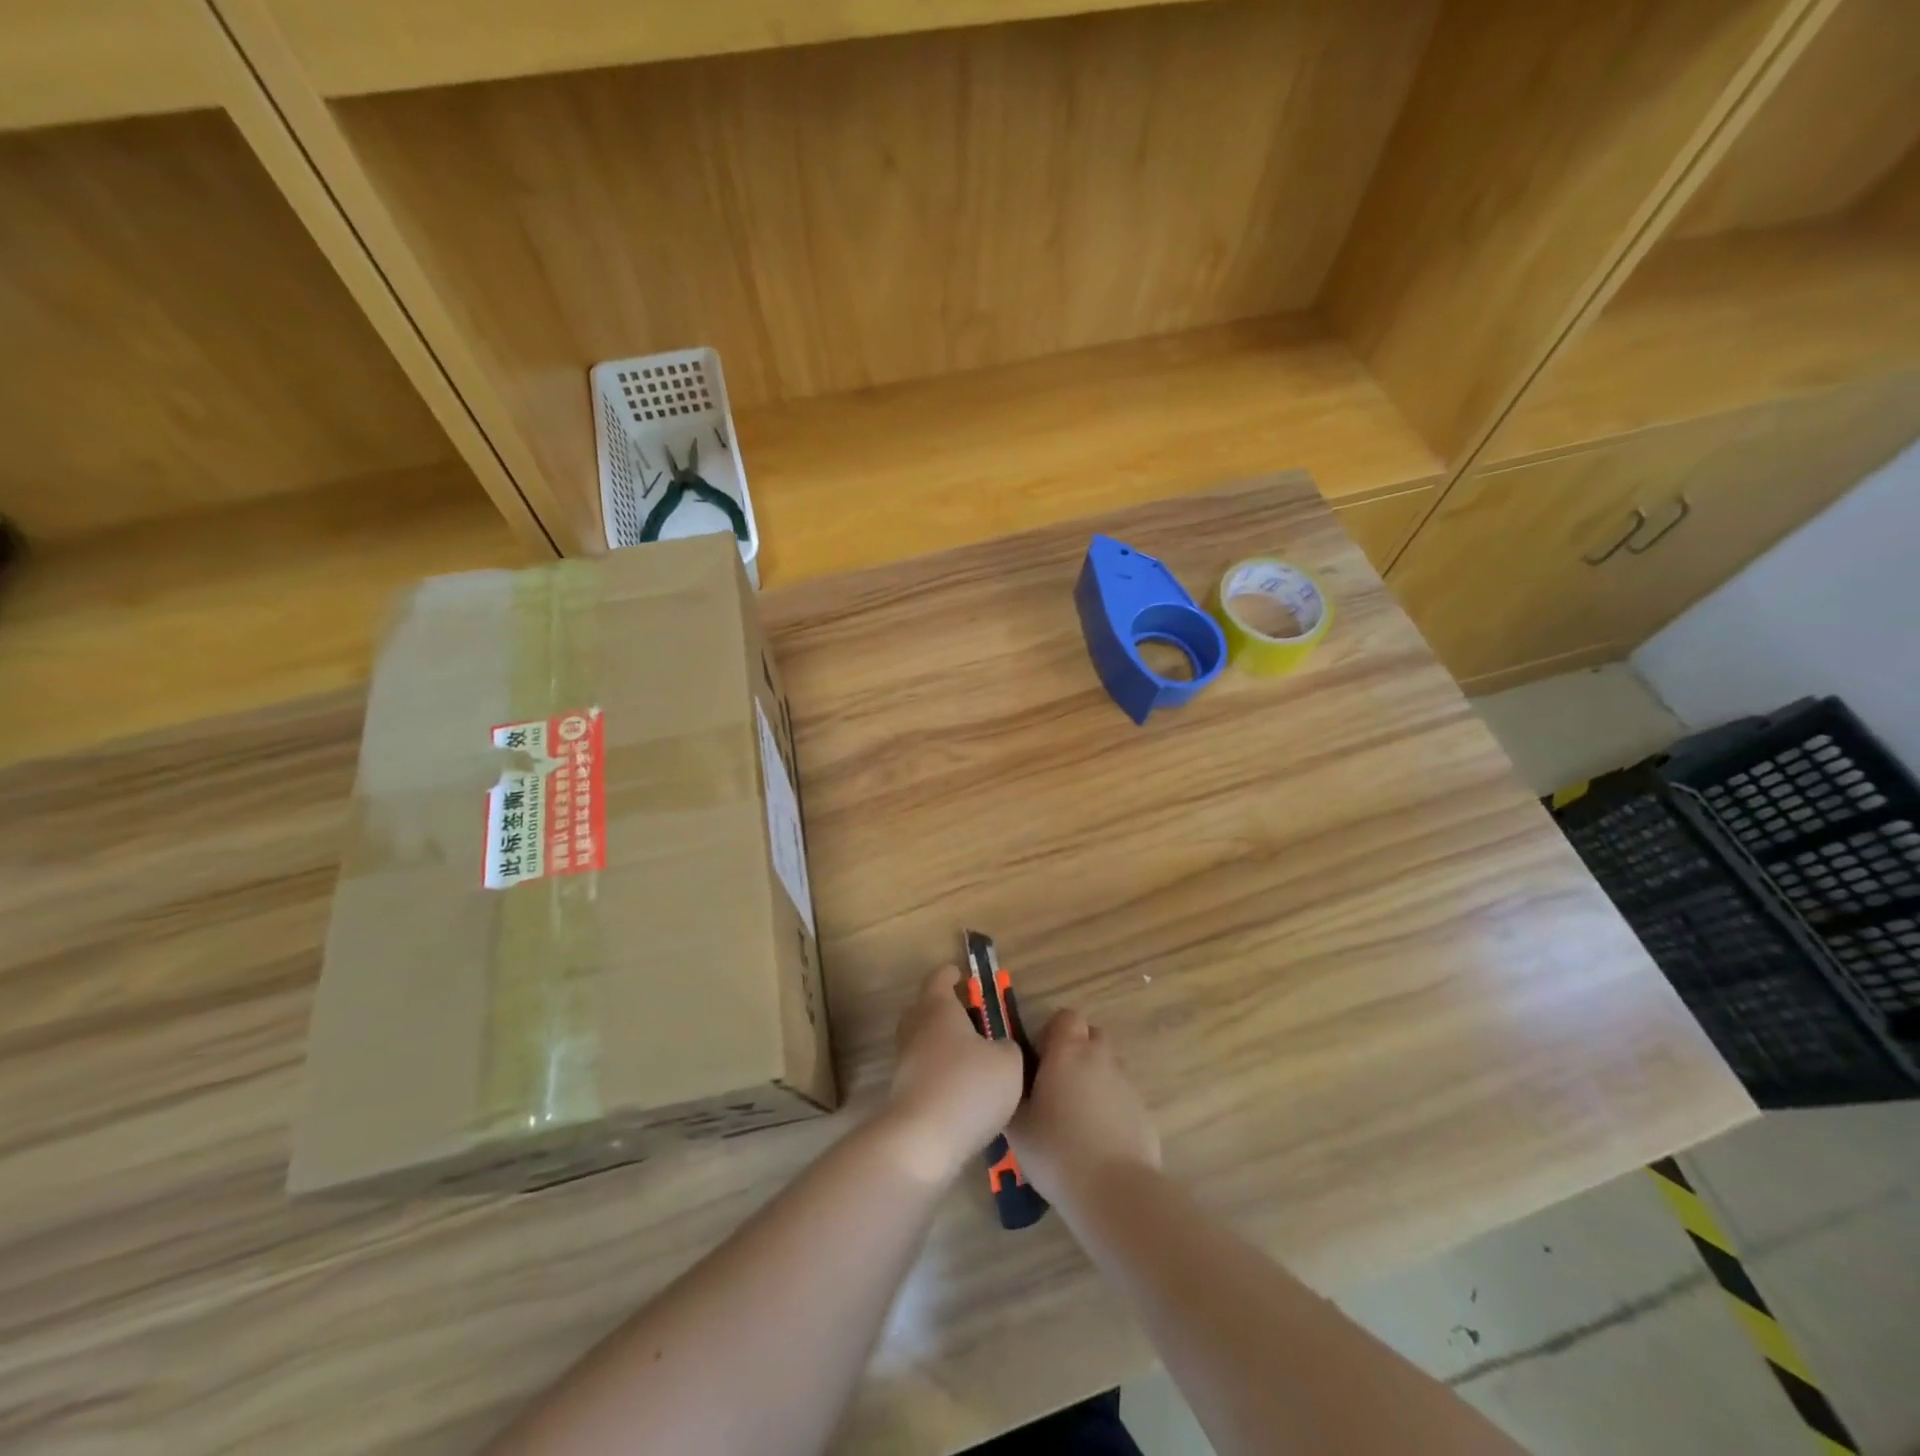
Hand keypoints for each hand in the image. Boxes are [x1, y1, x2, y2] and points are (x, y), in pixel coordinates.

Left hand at [879, 967, 1024, 1183]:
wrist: (922, 1140)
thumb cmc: (968, 1087)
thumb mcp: (1008, 1062)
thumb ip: (1007, 1046)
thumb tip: (999, 1047)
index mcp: (938, 1008)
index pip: (939, 979)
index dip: (951, 974)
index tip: (961, 974)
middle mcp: (916, 1028)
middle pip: (923, 1007)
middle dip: (942, 1007)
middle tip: (967, 1015)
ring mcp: (904, 1061)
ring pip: (921, 1040)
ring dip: (939, 1042)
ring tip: (969, 1056)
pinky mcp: (902, 1092)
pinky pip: (921, 1070)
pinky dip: (937, 1071)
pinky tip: (959, 1088)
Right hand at [1007, 1010, 1159, 1208]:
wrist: (1114, 1190)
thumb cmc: (1057, 1150)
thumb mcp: (1017, 1126)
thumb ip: (1013, 1096)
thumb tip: (1012, 1084)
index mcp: (1068, 1051)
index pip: (1066, 1017)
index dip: (1052, 1032)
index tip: (1039, 1061)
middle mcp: (1100, 1058)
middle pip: (1091, 1036)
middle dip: (1076, 1051)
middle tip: (1057, 1084)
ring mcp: (1126, 1084)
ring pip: (1108, 1067)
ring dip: (1094, 1078)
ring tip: (1077, 1115)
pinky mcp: (1143, 1111)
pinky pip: (1122, 1097)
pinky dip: (1111, 1107)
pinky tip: (1098, 1140)